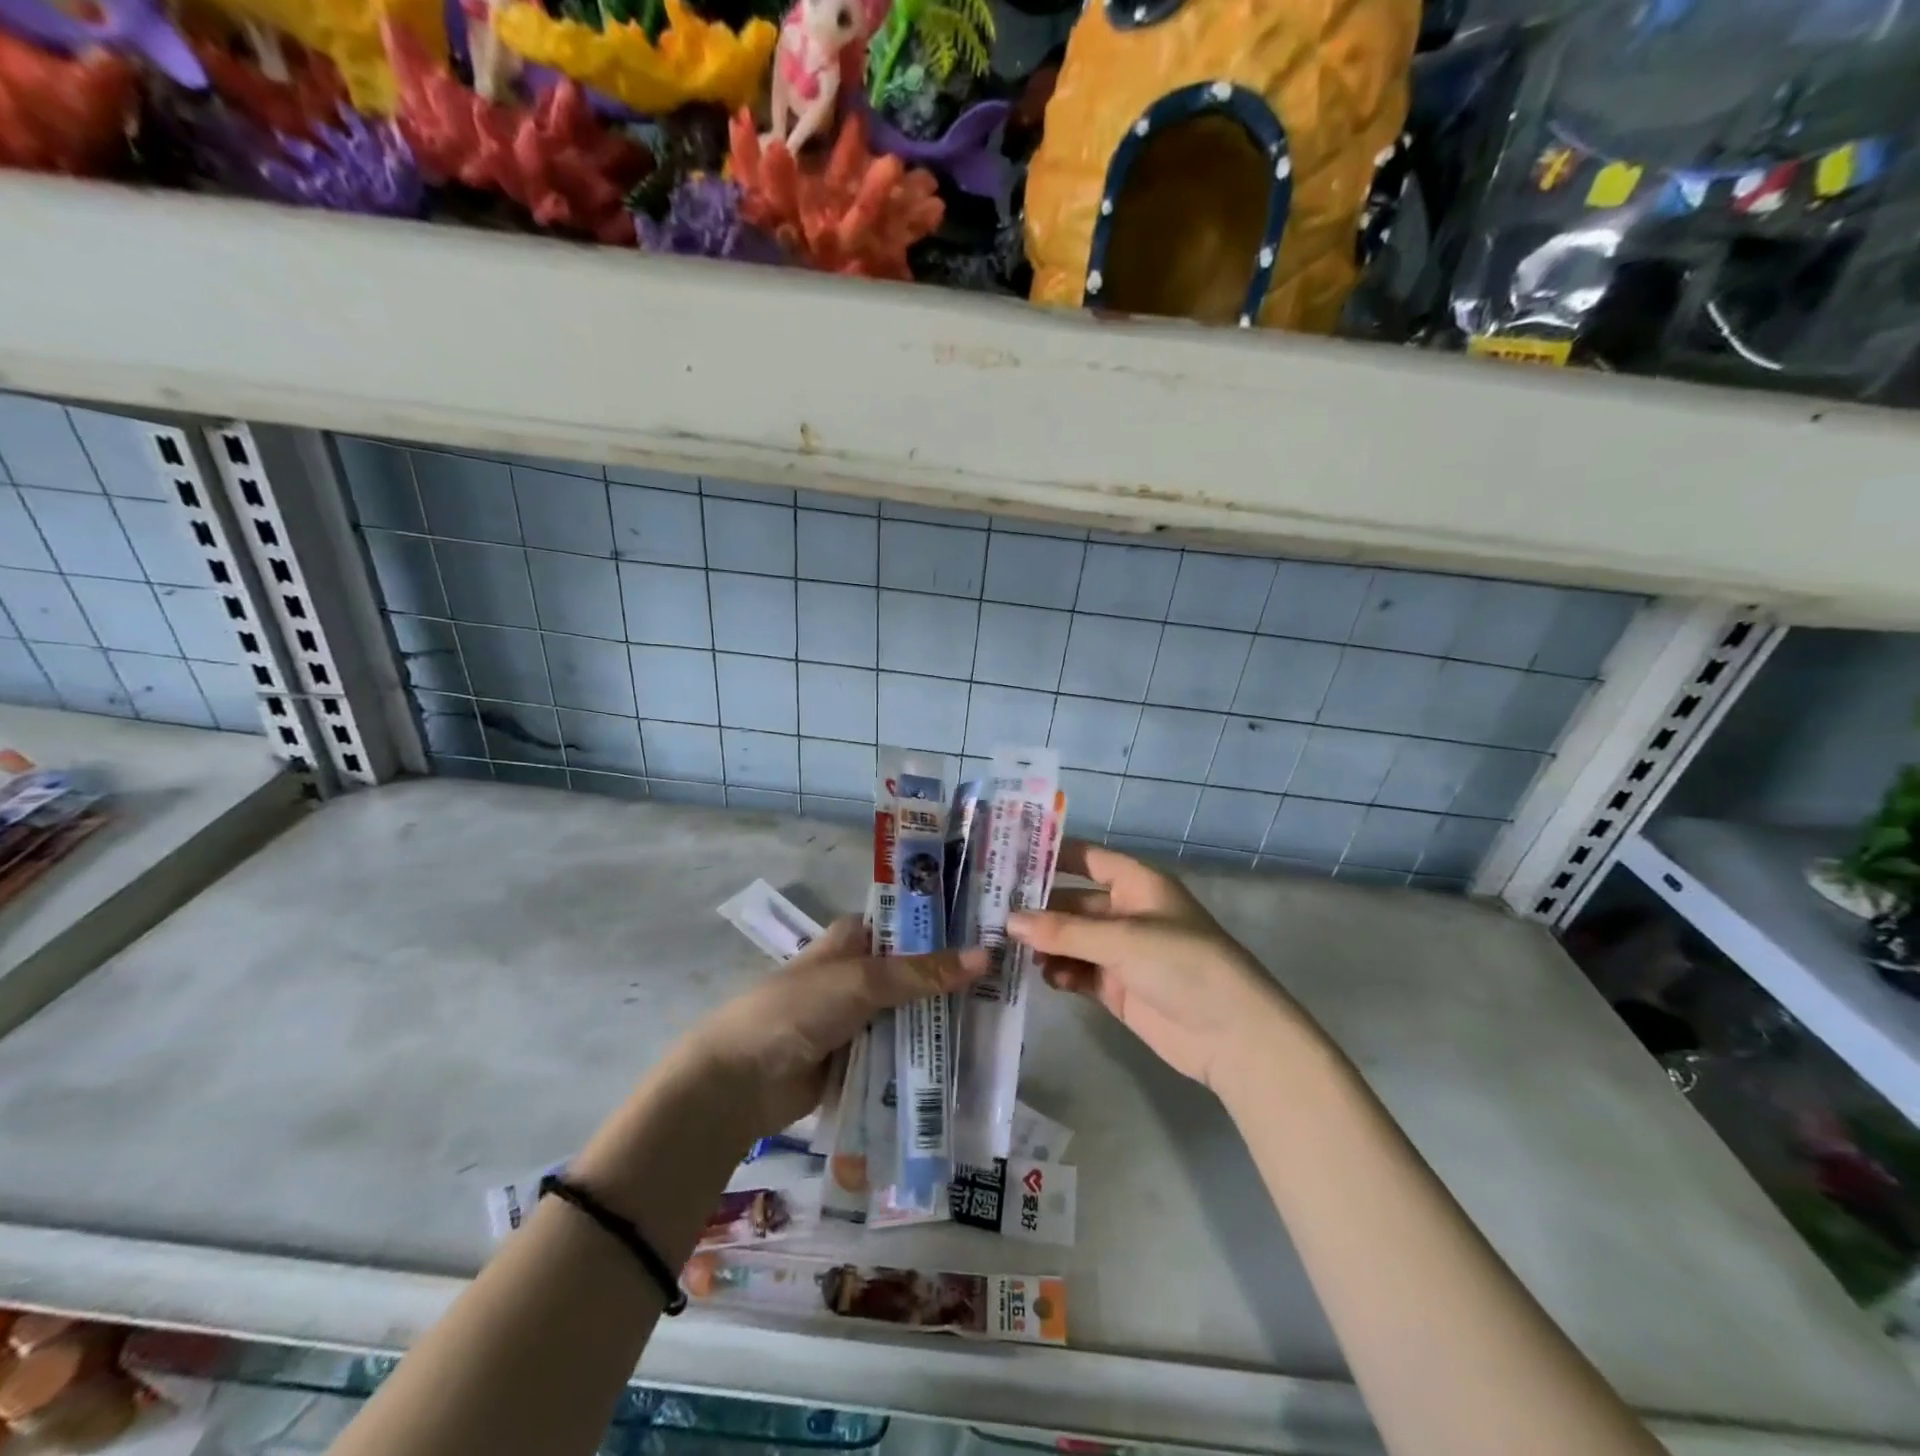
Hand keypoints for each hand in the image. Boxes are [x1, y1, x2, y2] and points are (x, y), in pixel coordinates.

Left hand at [682, 916, 986, 1139]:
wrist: (740, 1081)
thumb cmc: (798, 1009)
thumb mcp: (863, 981)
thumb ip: (923, 973)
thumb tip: (986, 957)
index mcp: (855, 939)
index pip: (911, 924)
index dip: (949, 927)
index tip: (995, 932)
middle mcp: (860, 972)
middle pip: (917, 972)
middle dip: (955, 980)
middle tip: (1011, 984)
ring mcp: (860, 1018)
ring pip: (913, 1014)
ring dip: (944, 1022)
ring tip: (1002, 1023)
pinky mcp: (859, 1058)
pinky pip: (902, 1052)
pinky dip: (926, 1056)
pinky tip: (968, 1061)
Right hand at [1010, 843, 1297, 1091]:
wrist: (1232, 1035)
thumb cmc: (1182, 965)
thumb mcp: (1122, 939)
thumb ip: (1064, 930)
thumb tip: (1011, 921)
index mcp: (1136, 884)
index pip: (1086, 858)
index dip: (1051, 855)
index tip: (1008, 857)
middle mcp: (1127, 912)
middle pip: (1073, 902)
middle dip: (1038, 908)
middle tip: (992, 913)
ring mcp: (1122, 952)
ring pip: (1071, 939)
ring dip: (1046, 944)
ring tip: (1010, 950)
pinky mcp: (1118, 988)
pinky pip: (1079, 972)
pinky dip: (1061, 973)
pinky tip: (1045, 978)